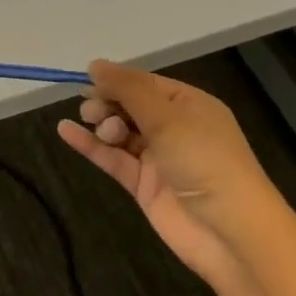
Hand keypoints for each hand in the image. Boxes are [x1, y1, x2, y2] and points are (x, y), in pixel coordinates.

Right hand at [56, 62, 281, 289]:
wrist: (229, 231)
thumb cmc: (204, 160)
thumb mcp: (167, 117)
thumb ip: (128, 89)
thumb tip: (95, 64)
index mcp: (189, 105)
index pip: (146, 83)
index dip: (117, 80)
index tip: (87, 79)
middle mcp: (174, 128)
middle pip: (130, 106)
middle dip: (108, 102)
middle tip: (91, 109)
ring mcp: (159, 157)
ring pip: (121, 131)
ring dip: (103, 123)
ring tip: (94, 124)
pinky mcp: (144, 185)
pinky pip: (114, 158)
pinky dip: (91, 146)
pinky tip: (66, 131)